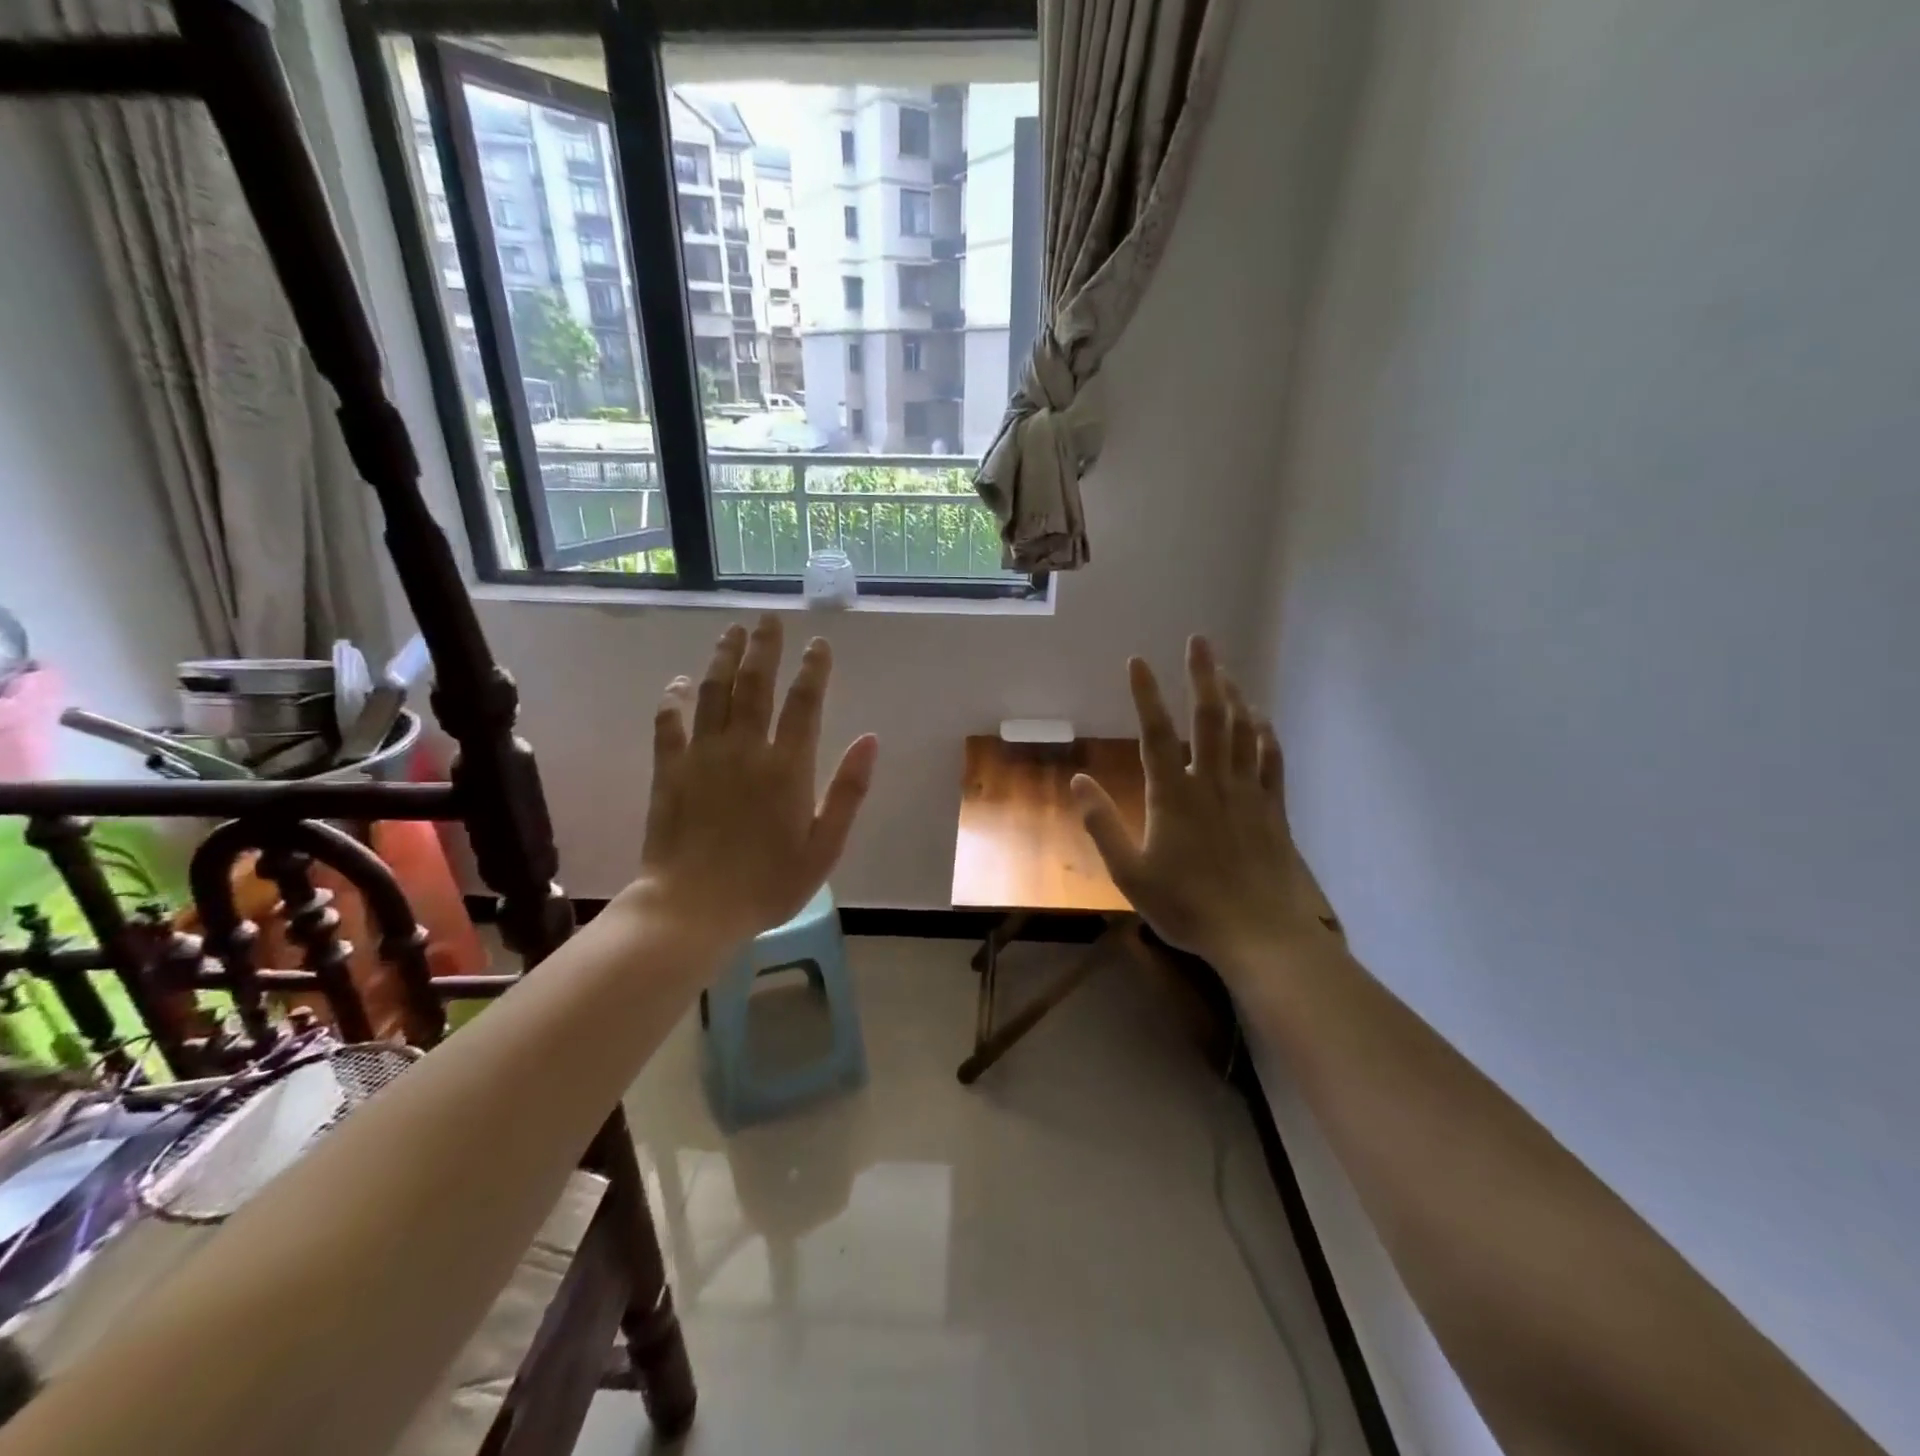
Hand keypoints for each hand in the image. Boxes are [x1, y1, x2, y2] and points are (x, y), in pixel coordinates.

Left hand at [628, 615, 878, 949]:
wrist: (693, 908)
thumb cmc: (768, 884)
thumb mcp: (824, 846)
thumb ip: (848, 791)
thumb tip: (870, 739)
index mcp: (788, 767)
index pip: (804, 703)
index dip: (813, 669)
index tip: (818, 643)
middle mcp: (745, 749)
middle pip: (755, 685)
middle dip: (764, 648)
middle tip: (768, 619)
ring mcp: (703, 756)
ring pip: (713, 693)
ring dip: (723, 659)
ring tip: (732, 632)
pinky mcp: (669, 770)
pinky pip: (669, 723)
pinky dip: (672, 699)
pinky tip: (677, 683)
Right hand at [1073, 637, 1337, 972]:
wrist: (1259, 934)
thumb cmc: (1187, 905)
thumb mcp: (1130, 873)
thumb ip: (1102, 824)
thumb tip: (1077, 780)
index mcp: (1174, 795)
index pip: (1156, 733)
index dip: (1146, 694)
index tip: (1138, 660)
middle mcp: (1212, 782)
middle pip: (1209, 718)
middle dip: (1203, 675)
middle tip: (1199, 641)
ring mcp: (1247, 793)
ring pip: (1243, 731)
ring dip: (1233, 696)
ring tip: (1225, 671)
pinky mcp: (1273, 809)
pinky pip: (1270, 759)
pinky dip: (1264, 733)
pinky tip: (1260, 719)